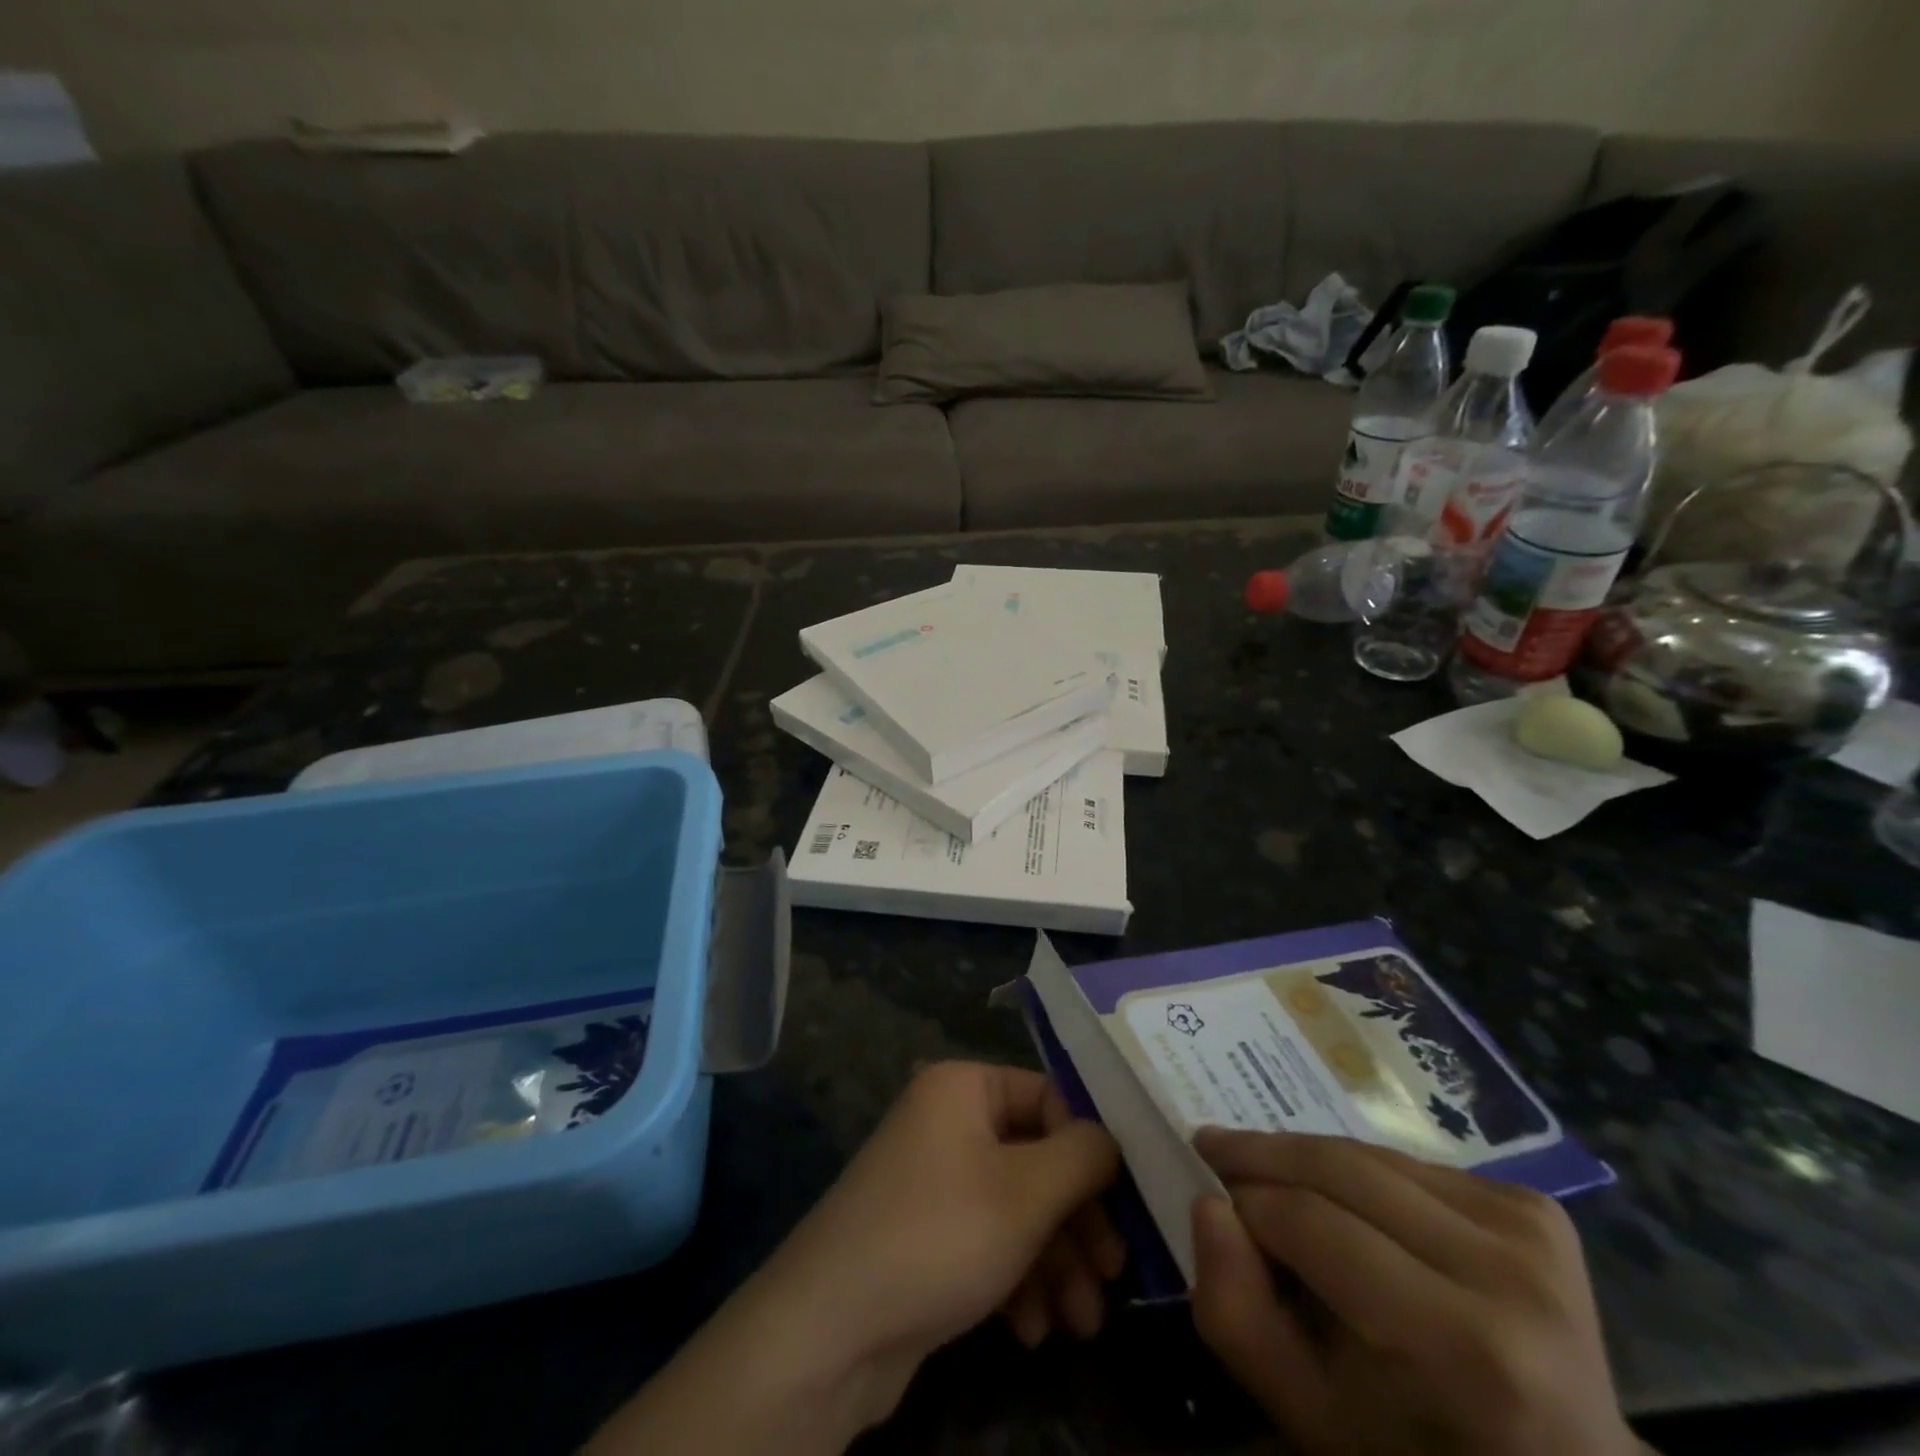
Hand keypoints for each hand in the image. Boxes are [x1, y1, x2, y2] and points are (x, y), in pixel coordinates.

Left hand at [586, 1062, 1122, 1455]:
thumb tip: (1111, 1137)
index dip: (1090, 1151)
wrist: (831, 1330)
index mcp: (964, 1087)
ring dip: (1055, 1264)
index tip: (1126, 1207)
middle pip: (1036, 1160)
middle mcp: (948, 1122)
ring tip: (1080, 1325)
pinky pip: (988, 1242)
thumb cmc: (940, 1235)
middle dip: (1077, 1224)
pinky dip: (1016, 1280)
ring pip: (1017, 1209)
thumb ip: (1083, 1156)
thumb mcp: (1027, 1192)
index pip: (1049, 1099)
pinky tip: (1030, 1331)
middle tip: (1112, 1277)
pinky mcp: (926, 1235)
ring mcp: (934, 1180)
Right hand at [1189, 1129, 1639, 1455]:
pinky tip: (1353, 1201)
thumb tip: (1208, 1203)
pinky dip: (1364, 1172)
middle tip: (1215, 1146)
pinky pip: (1411, 1163)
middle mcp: (1507, 1273)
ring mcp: (1531, 1231)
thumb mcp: (1307, 1411)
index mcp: (1461, 1347)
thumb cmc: (1417, 1453)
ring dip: (1309, 1157)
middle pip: (1341, 1169)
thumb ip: (1236, 1312)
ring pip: (1371, 1155)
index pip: (1310, 1223)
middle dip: (1264, 1153)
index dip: (1245, 1199)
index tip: (1205, 1184)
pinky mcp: (1537, 1209)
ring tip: (1269, 1169)